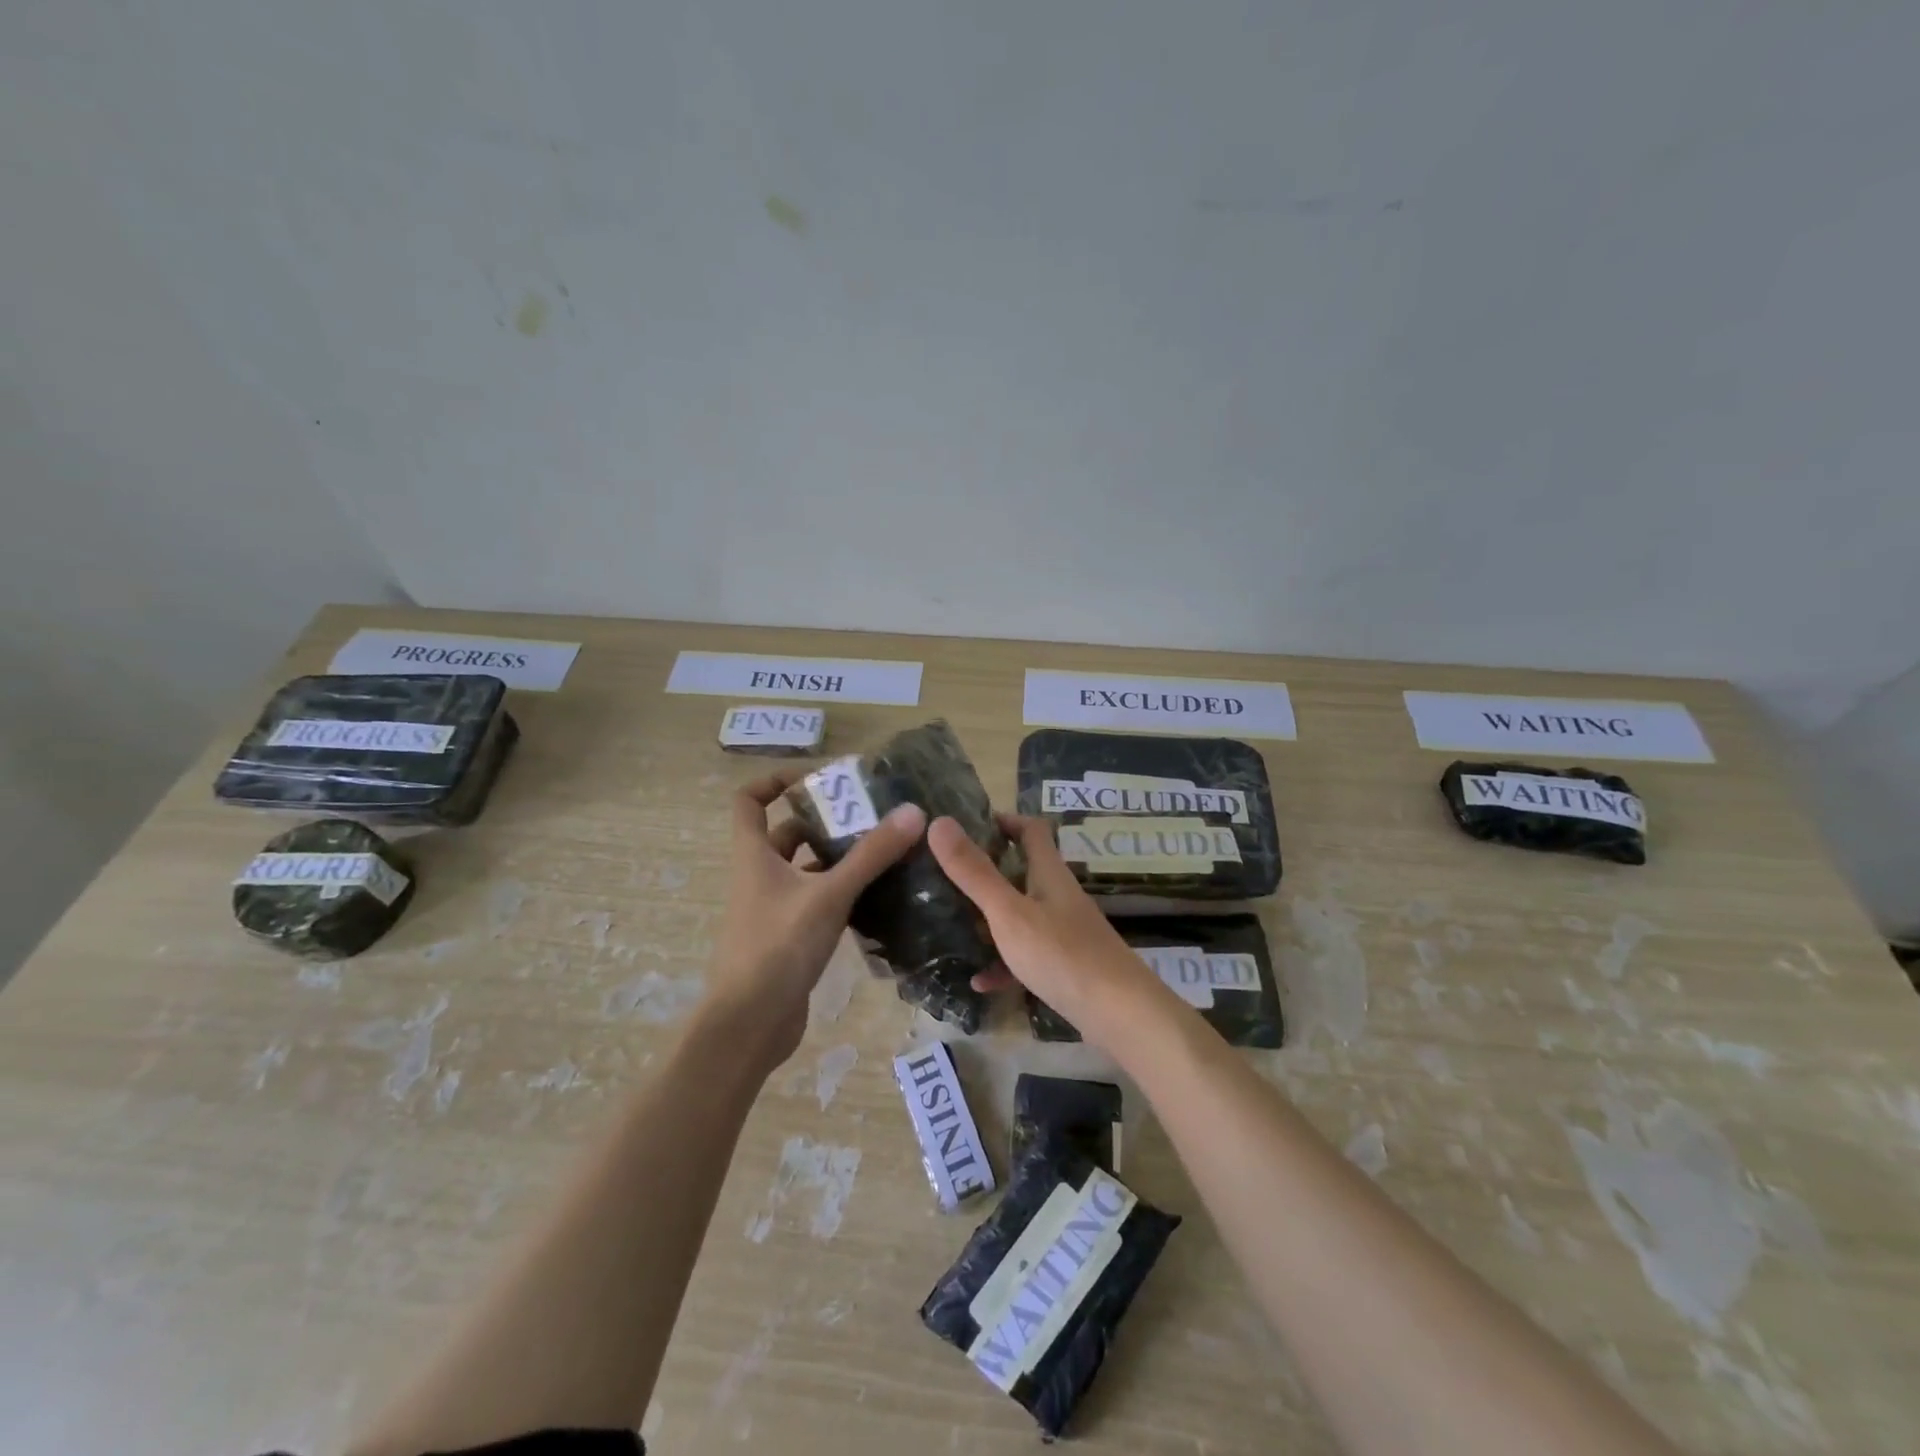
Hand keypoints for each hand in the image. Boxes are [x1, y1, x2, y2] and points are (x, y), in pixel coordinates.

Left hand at [706, 767, 927, 1070]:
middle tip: (871, 815)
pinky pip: (817, 901)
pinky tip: (878, 896)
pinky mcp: (789, 937)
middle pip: (788, 833)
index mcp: (754, 855)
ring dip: (838, 858)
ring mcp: (773, 909)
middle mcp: (760, 876)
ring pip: (806, 869)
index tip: (818, 779)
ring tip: (885, 851)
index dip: (775, 781)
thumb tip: (913, 811)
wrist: (749, 1026)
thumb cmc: (779, 947)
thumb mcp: (829, 894)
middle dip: (825, 821)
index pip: (748, 800)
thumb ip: (871, 854)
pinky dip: (842, 892)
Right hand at [926, 812, 1179, 1052]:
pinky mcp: (1065, 967)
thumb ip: (974, 872)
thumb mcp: (1008, 912)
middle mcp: (1058, 896)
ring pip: (1021, 915)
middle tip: (945, 876)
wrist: (1120, 1015)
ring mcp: (1064, 932)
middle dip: (986, 870)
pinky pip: (1026, 957)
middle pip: (1022, 871)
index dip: (1003, 820)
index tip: (966, 825)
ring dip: (990, 918)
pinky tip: (979, 981)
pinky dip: (1002, 963)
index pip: (1031, 829)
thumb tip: (939, 822)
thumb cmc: (1062, 954)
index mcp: (1049, 873)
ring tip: (951, 923)